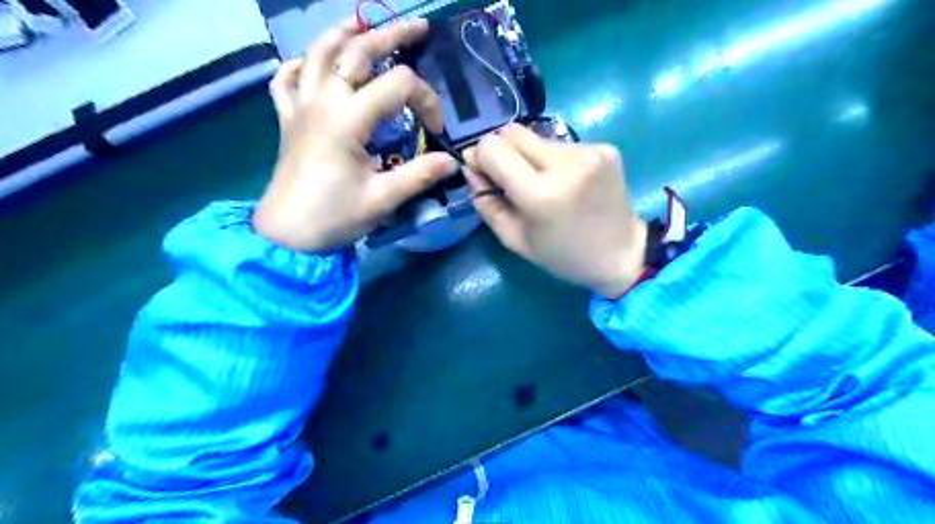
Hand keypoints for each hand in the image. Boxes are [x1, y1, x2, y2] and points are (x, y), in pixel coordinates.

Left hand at [252, 21, 456, 252]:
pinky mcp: (287, 119)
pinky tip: (310, 64)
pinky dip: (299, 64)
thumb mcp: (384, 199)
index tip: (436, 130)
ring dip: (343, 33)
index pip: (397, 86)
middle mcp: (322, 101)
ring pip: (317, 53)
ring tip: (363, 24)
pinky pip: (286, 79)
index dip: (426, 101)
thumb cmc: (335, 217)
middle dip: (391, 36)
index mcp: (348, 120)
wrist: (287, 235)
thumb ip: (420, 175)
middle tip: (418, 28)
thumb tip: (452, 162)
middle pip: (357, 51)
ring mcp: (300, 107)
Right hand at [464, 125, 647, 298]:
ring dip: (528, 156)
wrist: (622, 253)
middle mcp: (566, 164)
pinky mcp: (605, 147)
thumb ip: (486, 202)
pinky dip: (553, 159)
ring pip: (536, 136)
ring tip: (542, 183)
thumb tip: (470, 168)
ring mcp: (589, 151)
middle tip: (509, 178)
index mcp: (541, 194)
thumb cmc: (563, 255)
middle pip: (512, 132)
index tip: (483, 174)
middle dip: (501, 152)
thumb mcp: (515, 240)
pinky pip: (560, 143)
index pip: (493, 148)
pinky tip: (565, 180)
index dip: (480, 157)